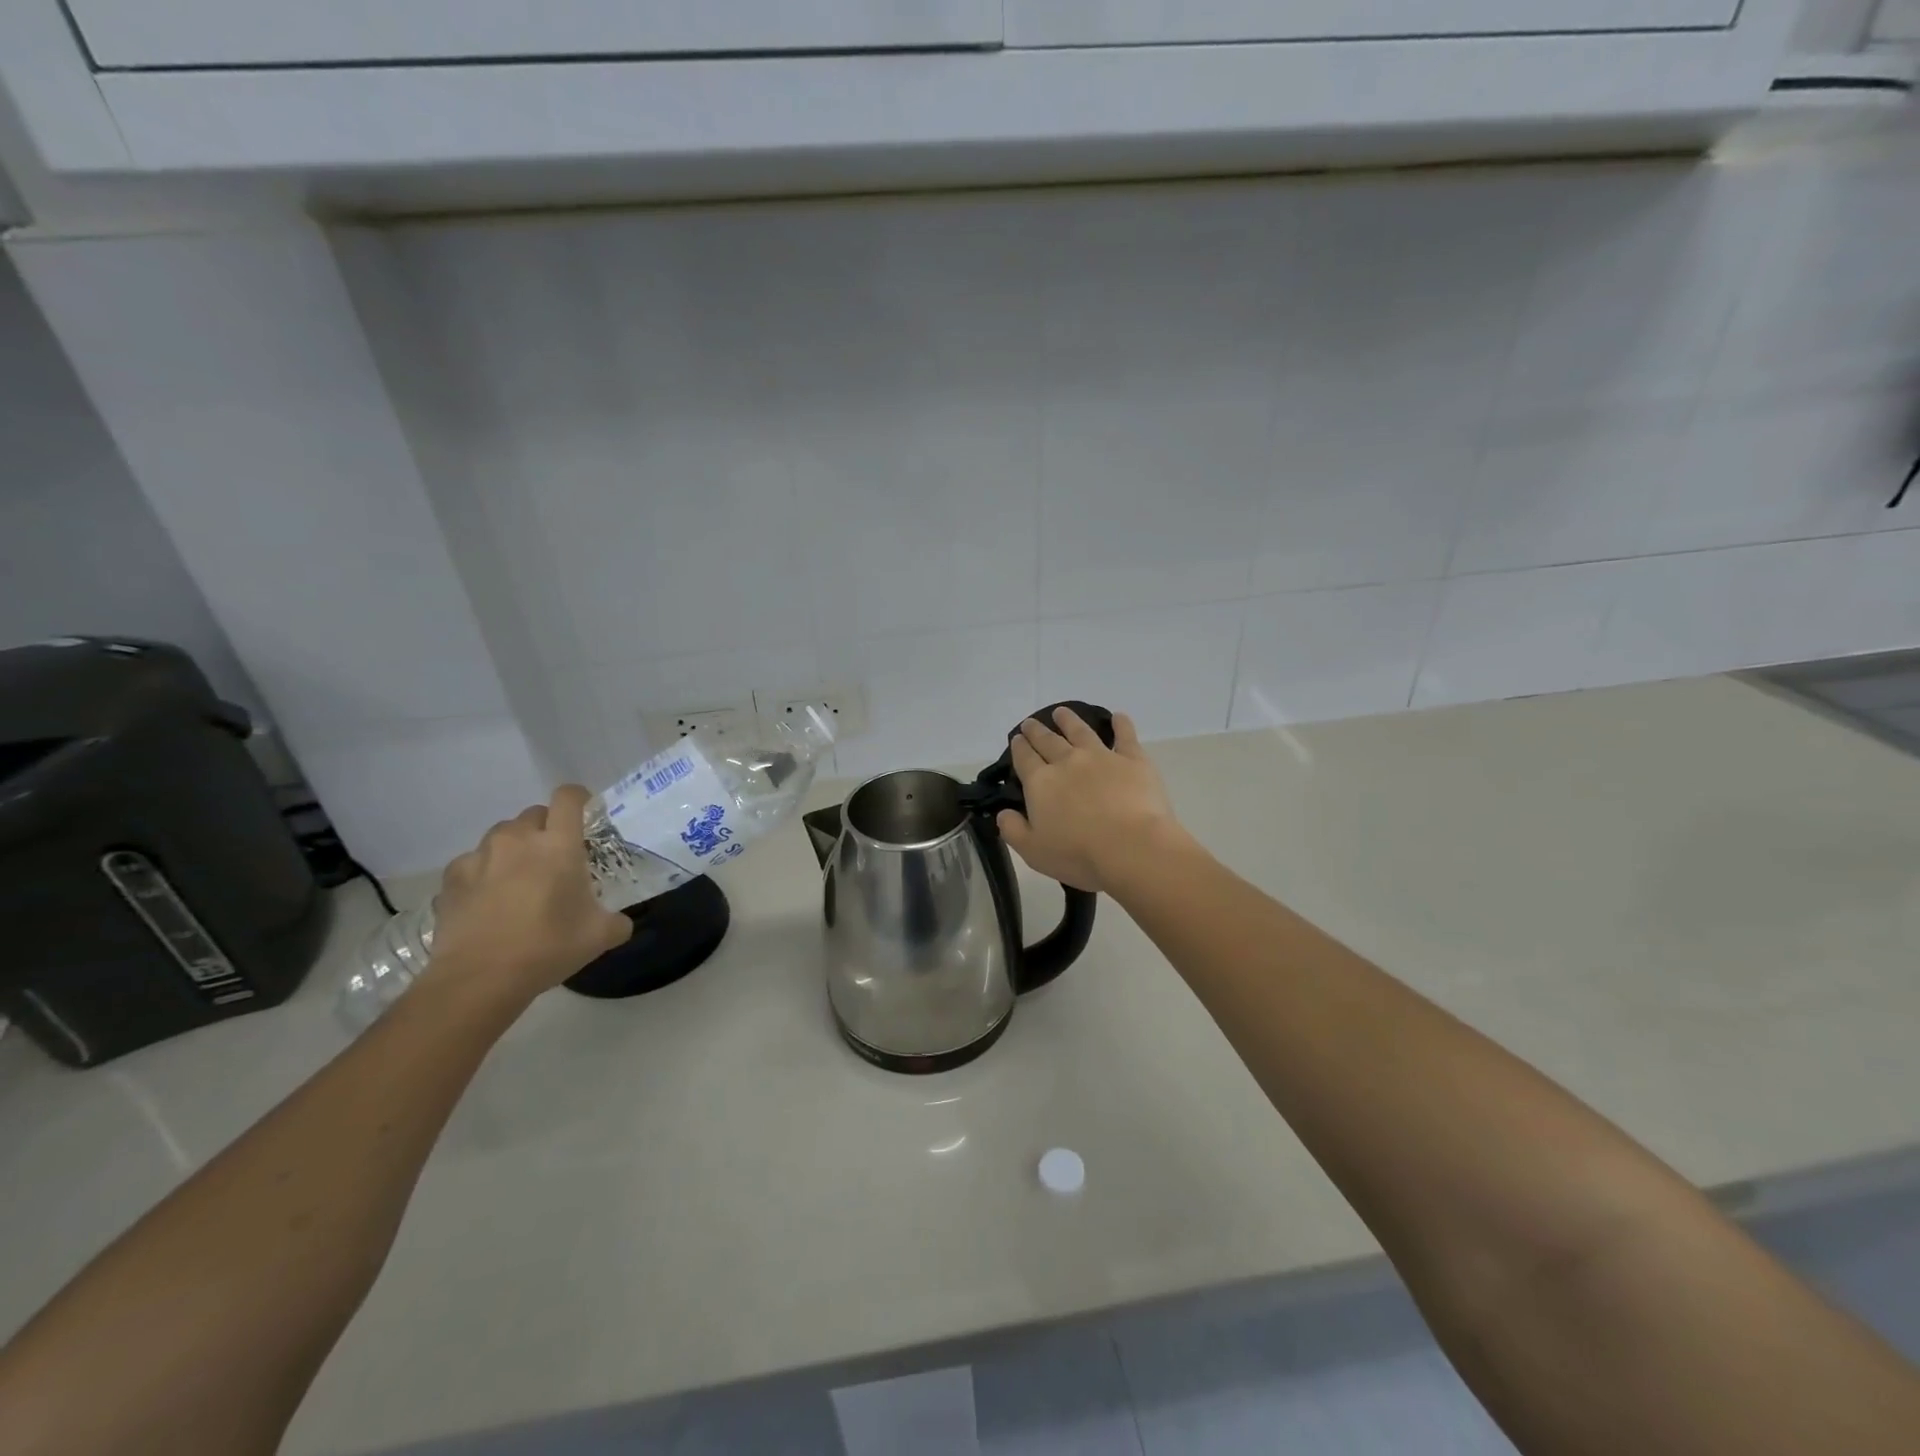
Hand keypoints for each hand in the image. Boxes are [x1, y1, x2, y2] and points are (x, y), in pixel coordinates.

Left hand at [423, 784, 632, 1006]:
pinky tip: (488, 900)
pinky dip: (483, 873)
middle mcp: (518, 839)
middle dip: (547, 829)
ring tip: (518, 879)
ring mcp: (480, 856)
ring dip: (514, 848)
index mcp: (559, 844)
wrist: (479, 978)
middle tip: (554, 859)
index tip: (585, 815)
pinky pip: (472, 862)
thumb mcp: (600, 936)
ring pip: (501, 836)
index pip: (569, 797)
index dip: (579, 799)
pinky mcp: (451, 878)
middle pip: (534, 814)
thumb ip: (618, 921)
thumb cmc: (548, 947)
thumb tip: (621, 922)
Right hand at [996, 709, 1188, 893]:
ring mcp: (1101, 757)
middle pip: (1048, 741)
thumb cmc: (1079, 854)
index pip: (1024, 758)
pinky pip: (1125, 736)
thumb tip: (1003, 813)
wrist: (1131, 848)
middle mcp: (1067, 762)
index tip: (1017, 739)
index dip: (1019, 747)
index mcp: (1040, 783)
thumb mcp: (1033, 851)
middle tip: (1031, 723)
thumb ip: (1013, 830)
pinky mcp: (1133, 760)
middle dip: (1037, 731)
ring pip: (1080, 731)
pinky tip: (1118, 716)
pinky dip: (1121, 724)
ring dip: (1069, 720)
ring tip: (1061, 712)